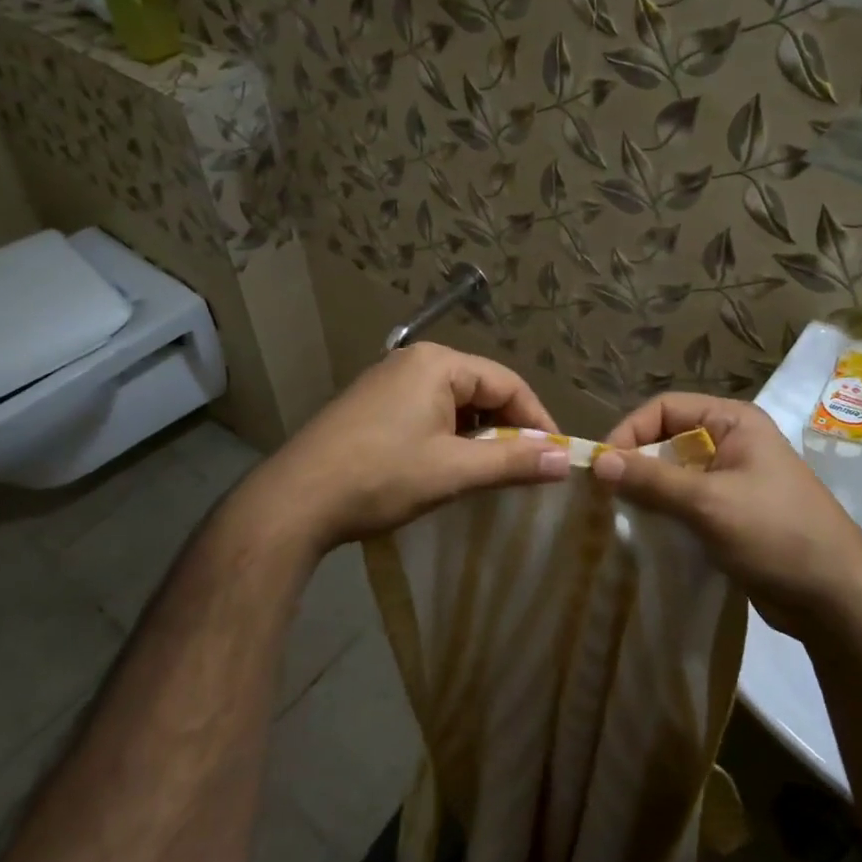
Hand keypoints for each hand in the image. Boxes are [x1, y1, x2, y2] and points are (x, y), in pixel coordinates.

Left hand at [232, 342, 569, 557]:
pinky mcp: (372, 405)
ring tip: (488, 473)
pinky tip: (447, 467)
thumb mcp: (454, 470)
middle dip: (506, 430)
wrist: (295, 500)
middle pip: (481, 390)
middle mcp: (414, 361)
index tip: (554, 458)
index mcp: (438, 363)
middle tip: (524, 470)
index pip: (508, 383)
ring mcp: (388, 381)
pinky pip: (427, 412)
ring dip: (477, 437)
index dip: (536, 420)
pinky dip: (448, 437)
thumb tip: (566, 460)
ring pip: (454, 404)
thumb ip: (514, 462)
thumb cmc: (382, 477)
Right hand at [593, 392, 861, 638]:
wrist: (835, 599)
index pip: (666, 408)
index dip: (631, 430)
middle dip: (635, 464)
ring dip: (646, 493)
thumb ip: (652, 480)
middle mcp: (732, 443)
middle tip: (603, 496)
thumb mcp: (709, 502)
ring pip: (673, 475)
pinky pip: (685, 504)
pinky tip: (642, 535)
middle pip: (667, 440)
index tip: (602, 467)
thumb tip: (598, 461)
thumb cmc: (776, 534)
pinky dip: (663, 515)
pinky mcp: (729, 515)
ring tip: (616, 517)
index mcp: (734, 422)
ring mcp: (732, 481)